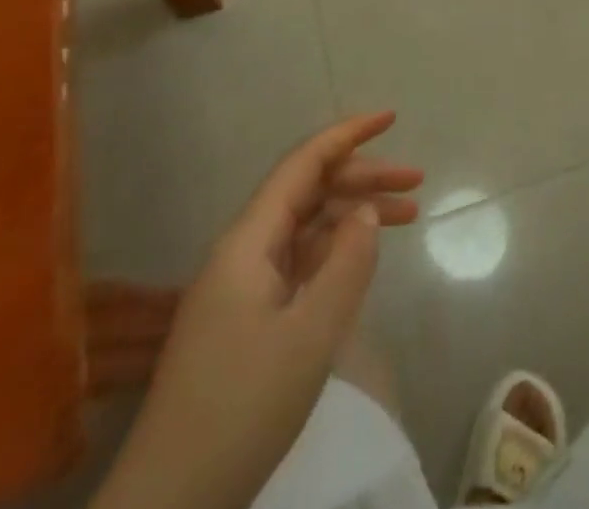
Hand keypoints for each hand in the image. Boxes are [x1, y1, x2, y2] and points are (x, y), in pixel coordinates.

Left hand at [93, 113, 421, 508]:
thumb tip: (367, 212)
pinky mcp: (246, 319)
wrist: (171, 504)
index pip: (303, 164)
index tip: (391, 117)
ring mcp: (242, 286)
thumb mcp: (309, 337)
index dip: (348, 135)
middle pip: (309, 192)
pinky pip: (298, 262)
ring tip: (409, 217)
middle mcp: (243, 251)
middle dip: (363, 178)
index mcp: (249, 241)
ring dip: (354, 215)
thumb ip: (346, 264)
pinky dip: (336, 251)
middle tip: (417, 183)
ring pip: (307, 227)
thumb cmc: (240, 410)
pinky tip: (362, 258)